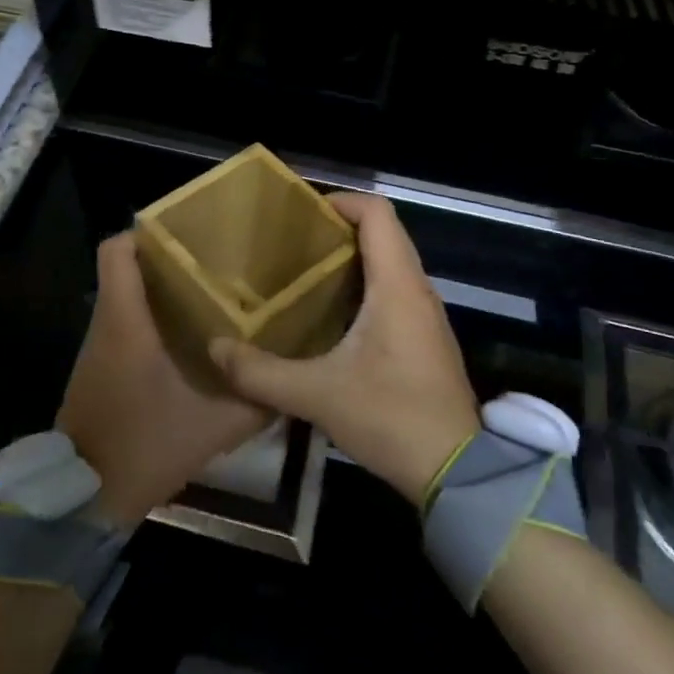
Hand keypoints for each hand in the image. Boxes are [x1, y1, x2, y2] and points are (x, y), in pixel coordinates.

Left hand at [58, 232, 273, 526]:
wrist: (87, 496)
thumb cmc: (146, 445)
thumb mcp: (215, 425)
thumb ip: (256, 398)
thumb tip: (290, 374)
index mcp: (126, 321)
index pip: (116, 250)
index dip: (147, 231)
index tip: (190, 232)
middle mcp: (108, 323)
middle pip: (127, 266)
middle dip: (168, 256)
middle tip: (217, 259)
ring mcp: (100, 346)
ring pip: (126, 294)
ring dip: (162, 288)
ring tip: (212, 290)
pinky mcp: (101, 367)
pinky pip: (126, 323)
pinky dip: (153, 317)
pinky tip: (191, 335)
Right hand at [210, 193, 479, 506]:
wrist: (457, 472)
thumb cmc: (391, 417)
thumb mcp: (317, 395)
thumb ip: (261, 373)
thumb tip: (216, 350)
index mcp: (397, 286)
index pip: (378, 214)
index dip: (341, 201)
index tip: (302, 212)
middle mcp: (417, 290)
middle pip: (384, 234)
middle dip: (339, 229)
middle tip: (293, 244)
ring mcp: (427, 316)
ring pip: (391, 264)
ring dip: (353, 259)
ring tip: (305, 274)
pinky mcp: (427, 340)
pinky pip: (396, 292)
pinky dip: (365, 287)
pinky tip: (333, 317)